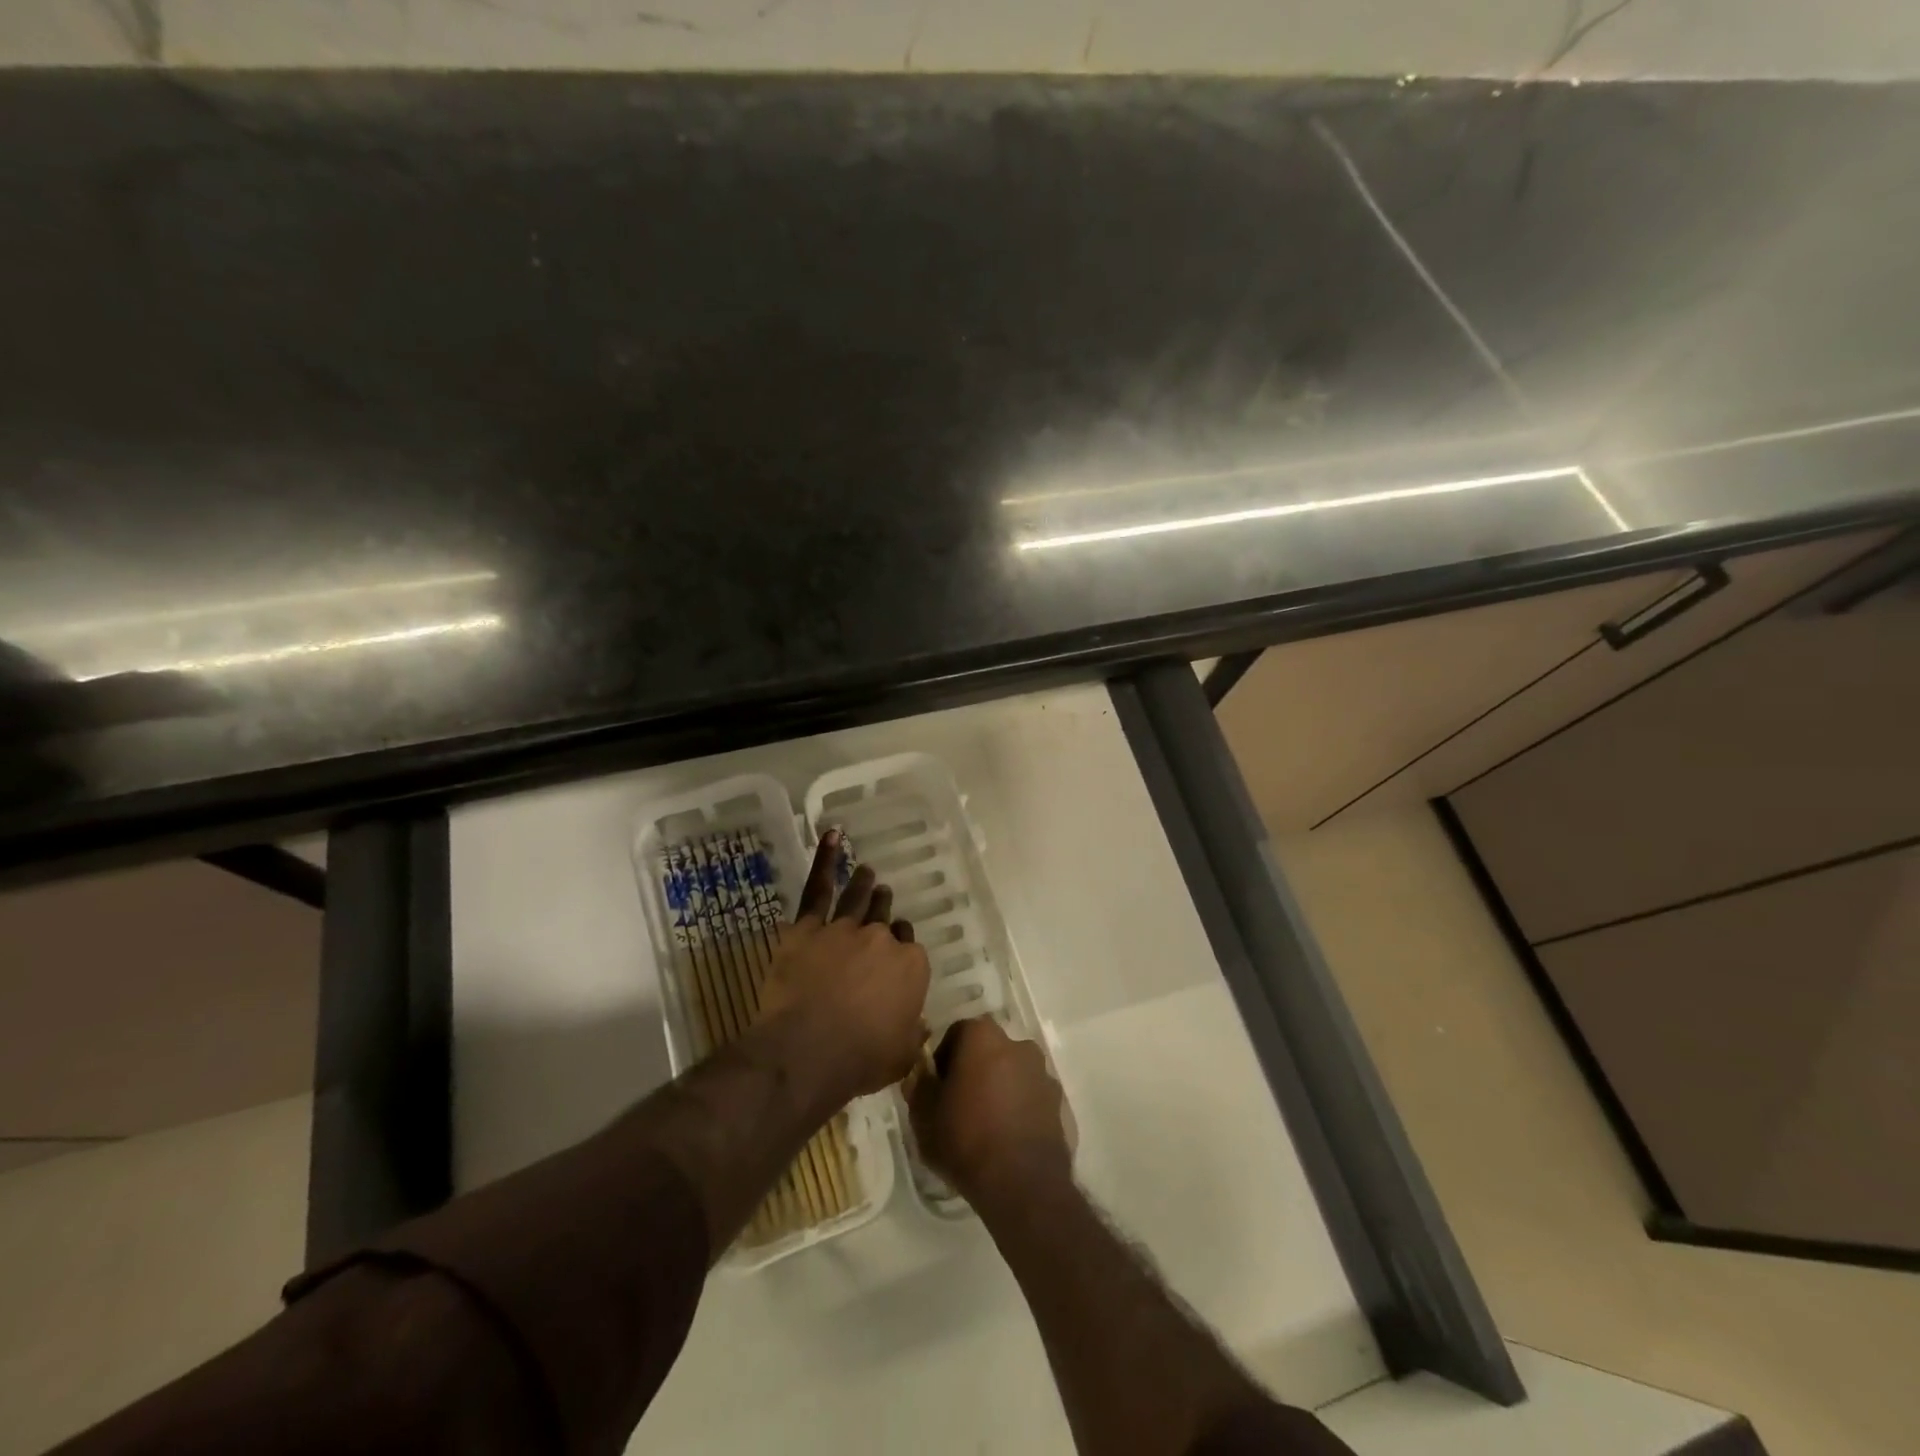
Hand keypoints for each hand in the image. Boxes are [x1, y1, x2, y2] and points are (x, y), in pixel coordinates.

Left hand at [757, 831, 931, 1098]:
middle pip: (885, 918)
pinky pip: (818, 888)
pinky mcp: (808, 928)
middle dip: (884, 908)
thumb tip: (919, 1025)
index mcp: (910, 967)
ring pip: (858, 899)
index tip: (895, 950)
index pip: (909, 946)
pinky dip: (825, 861)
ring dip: (864, 884)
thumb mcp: (901, 1055)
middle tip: (882, 897)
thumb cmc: (861, 1059)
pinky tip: (833, 837)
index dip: (901, 947)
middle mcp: (881, 940)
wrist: (809, 1049)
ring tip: (867, 872)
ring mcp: (844, 929)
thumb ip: (912, 1034)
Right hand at [909, 1017, 1071, 1208]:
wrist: (1021, 1183)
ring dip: (999, 1087)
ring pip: (1012, 1072)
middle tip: (959, 1103)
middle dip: (974, 1069)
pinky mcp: (1058, 1102)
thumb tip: (920, 1075)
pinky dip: (1019, 1107)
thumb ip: (919, 1087)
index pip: (957, 1033)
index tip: (937, 1086)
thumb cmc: (965, 1139)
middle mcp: (1017, 1044)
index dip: (943, 1058)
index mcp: (983, 1037)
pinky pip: (1031, 1096)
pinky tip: (1007, 1136)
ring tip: (985, 1123)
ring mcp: (1042, 1072)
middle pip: (988, 1050)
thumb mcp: (924, 1116)